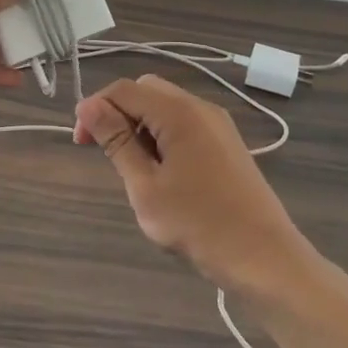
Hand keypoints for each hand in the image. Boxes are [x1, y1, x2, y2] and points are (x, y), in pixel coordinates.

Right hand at [74, 74, 313, 289]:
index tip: (81, 143)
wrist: (265, 258)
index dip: (95, 108)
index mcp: (178, 112)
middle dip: (118, 113)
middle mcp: (200, 107)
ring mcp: (217, 124)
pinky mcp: (226, 143)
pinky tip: (161, 172)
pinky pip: (184, 123)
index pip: (123, 89)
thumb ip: (116, 141)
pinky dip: (162, 135)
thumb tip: (88, 105)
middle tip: (104, 152)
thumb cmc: (199, 224)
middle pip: (146, 91)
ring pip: (165, 106)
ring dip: (140, 125)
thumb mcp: (145, 186)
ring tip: (133, 168)